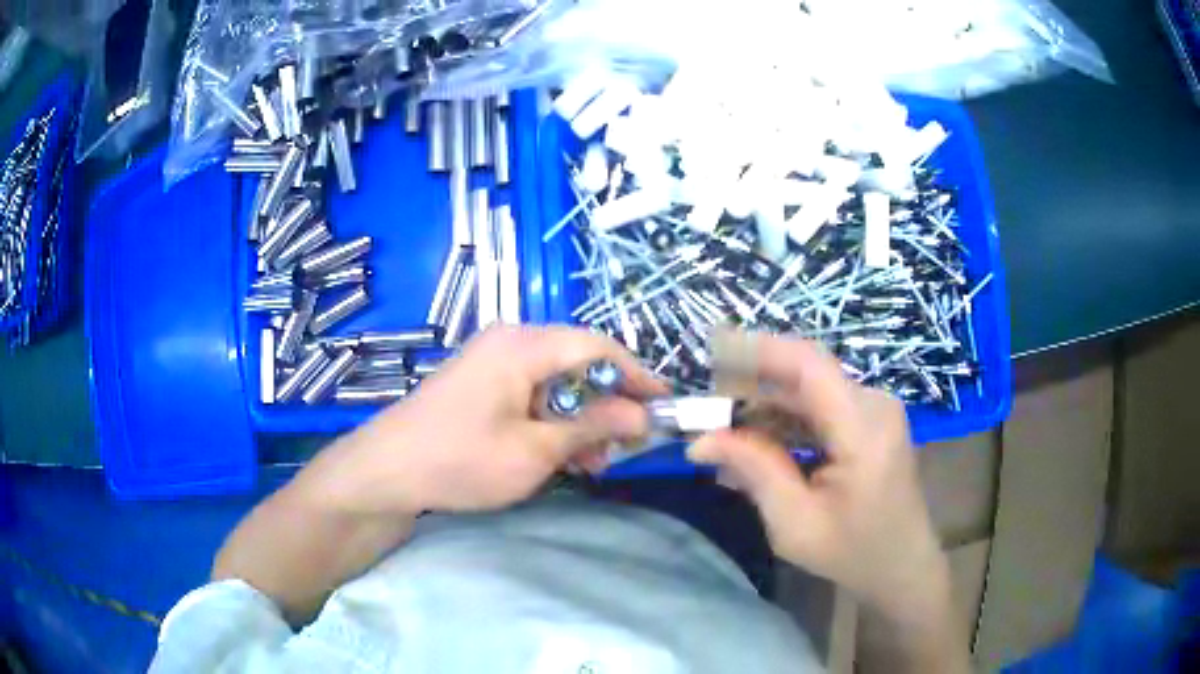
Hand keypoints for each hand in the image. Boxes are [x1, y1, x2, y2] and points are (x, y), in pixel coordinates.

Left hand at [302, 325, 666, 515]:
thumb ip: (592, 427)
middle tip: (626, 447)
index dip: (637, 374)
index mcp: (524, 345)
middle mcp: (511, 342)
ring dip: (581, 420)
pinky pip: (532, 395)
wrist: (387, 472)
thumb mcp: (535, 451)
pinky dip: (553, 422)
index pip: (598, 344)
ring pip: (557, 383)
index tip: (664, 405)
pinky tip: (563, 457)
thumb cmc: (461, 460)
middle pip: (579, 363)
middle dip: (608, 405)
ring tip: (595, 464)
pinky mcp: (482, 385)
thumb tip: (641, 415)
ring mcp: (493, 363)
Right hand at [687, 334, 946, 612]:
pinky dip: (784, 423)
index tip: (710, 348)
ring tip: (720, 431)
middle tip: (703, 408)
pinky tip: (754, 446)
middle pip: (804, 376)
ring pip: (808, 391)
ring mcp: (874, 410)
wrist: (903, 566)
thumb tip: (701, 440)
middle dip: (750, 384)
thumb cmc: (854, 553)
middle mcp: (874, 405)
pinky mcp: (869, 421)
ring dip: (764, 406)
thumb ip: (754, 472)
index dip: (757, 349)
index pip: (808, 365)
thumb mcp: (796, 524)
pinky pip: (819, 408)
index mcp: (864, 429)